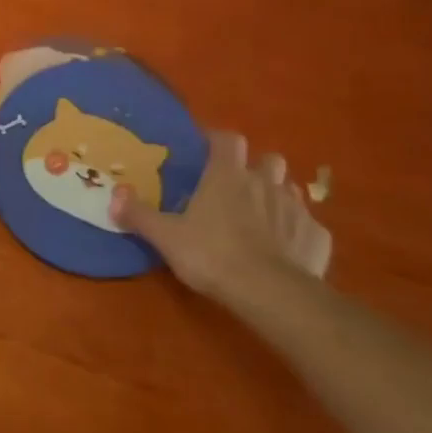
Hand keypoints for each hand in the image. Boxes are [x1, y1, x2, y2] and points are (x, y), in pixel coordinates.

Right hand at [112, 131, 330, 300]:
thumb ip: (139, 214)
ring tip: (262, 216)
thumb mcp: (166, 236)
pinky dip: (297, 232)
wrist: (270, 292)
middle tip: (239, 187)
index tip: (207, 149)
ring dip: (278, 196)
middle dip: (257, 168)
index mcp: (227, 176)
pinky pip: (308, 225)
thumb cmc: (212, 255)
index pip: (228, 139)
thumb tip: (114, 195)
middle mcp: (265, 183)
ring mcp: (297, 208)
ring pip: (291, 189)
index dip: (218, 141)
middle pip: (268, 160)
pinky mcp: (317, 236)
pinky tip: (286, 249)